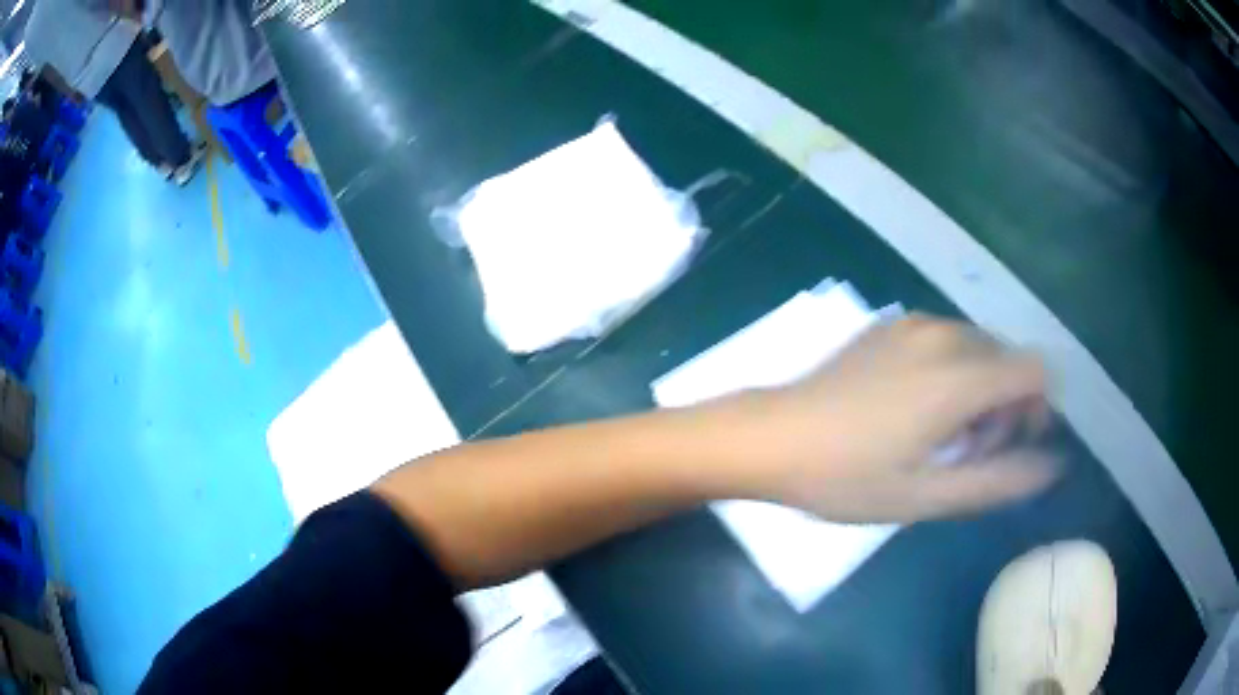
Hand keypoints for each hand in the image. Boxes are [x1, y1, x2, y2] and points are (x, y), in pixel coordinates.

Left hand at [741, 314, 1058, 522]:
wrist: (771, 437)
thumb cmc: (846, 478)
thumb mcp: (924, 496)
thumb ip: (997, 481)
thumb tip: (1051, 466)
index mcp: (958, 376)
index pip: (1035, 371)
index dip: (1036, 411)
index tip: (1007, 448)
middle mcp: (944, 334)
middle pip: (1008, 361)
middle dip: (1005, 408)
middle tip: (965, 455)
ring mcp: (914, 323)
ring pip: (979, 351)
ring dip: (979, 392)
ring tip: (938, 438)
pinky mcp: (892, 324)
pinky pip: (947, 341)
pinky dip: (953, 372)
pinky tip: (915, 409)